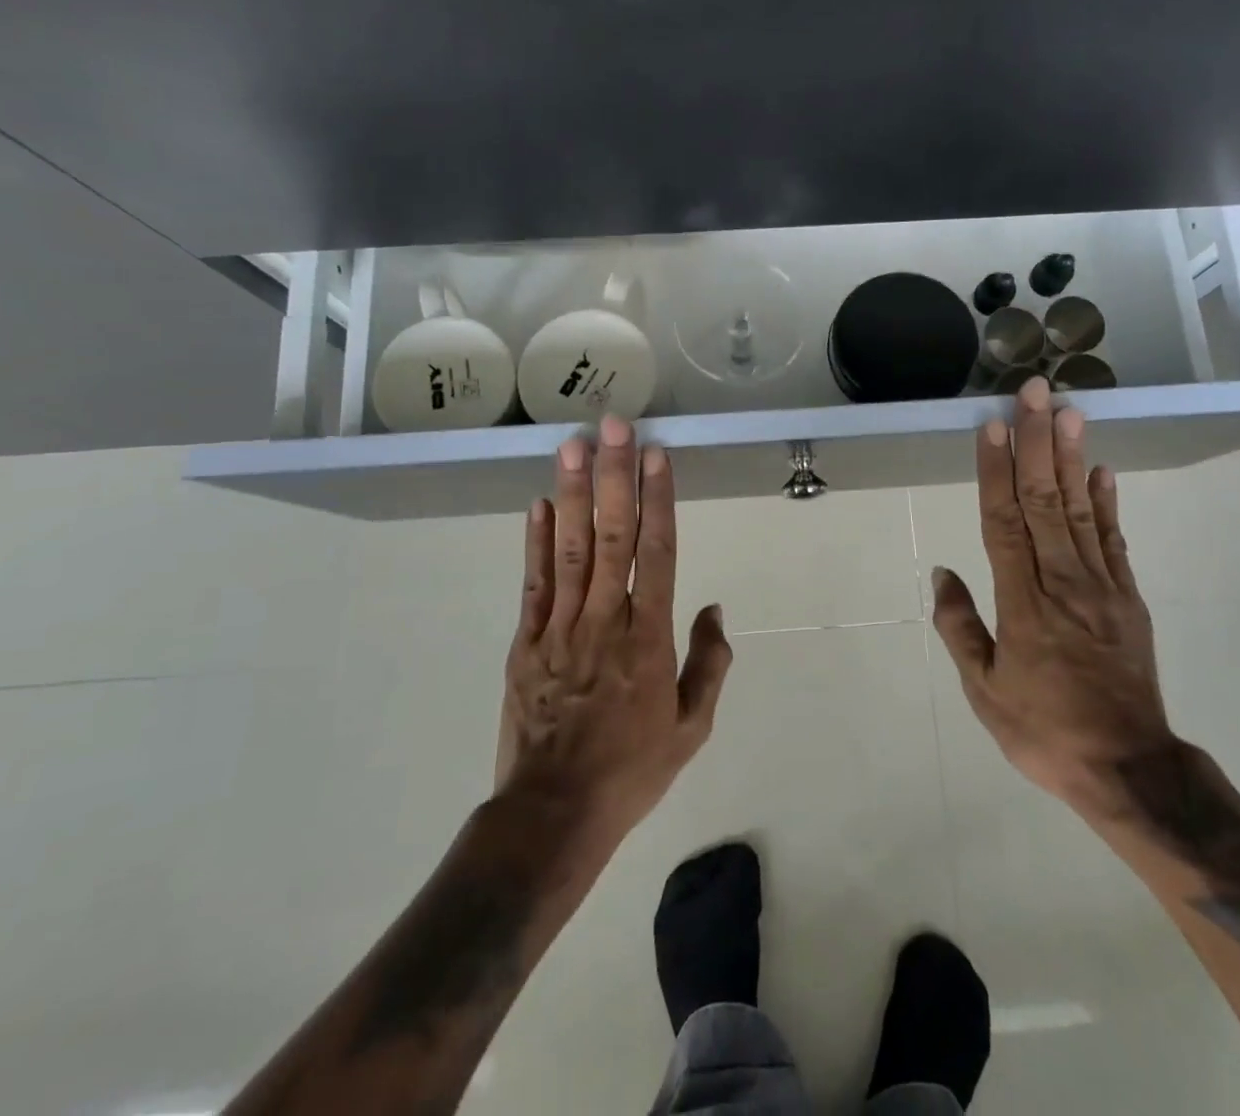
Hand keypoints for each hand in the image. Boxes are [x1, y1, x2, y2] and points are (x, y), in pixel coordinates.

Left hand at [495, 415, 731, 848]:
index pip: (658, 553)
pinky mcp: (525, 643)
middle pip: (612, 536)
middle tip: (614, 426)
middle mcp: (605, 620)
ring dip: (573, 494)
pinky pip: (533, 584)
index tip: (657, 456)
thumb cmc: (632, 769)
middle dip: (614, 476)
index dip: (658, 500)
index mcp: (649, 638)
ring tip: (573, 446)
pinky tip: (538, 504)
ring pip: (569, 549)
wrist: (554, 814)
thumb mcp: (692, 727)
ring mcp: (559, 629)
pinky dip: (535, 542)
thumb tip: (714, 610)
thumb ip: (709, 664)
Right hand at [930, 378, 1175, 822]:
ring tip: (1069, 412)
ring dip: (1072, 458)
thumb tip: (943, 573)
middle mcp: (1063, 584)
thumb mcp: (984, 692)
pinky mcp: (1129, 599)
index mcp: (1023, 605)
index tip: (991, 427)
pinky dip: (1109, 503)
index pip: (1003, 523)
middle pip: (1046, 501)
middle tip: (1035, 393)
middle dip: (1037, 443)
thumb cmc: (1044, 731)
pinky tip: (1102, 470)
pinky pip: (1115, 541)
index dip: (995, 472)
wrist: (1129, 769)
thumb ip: (960, 628)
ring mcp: (1102, 589)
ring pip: (1082, 511)